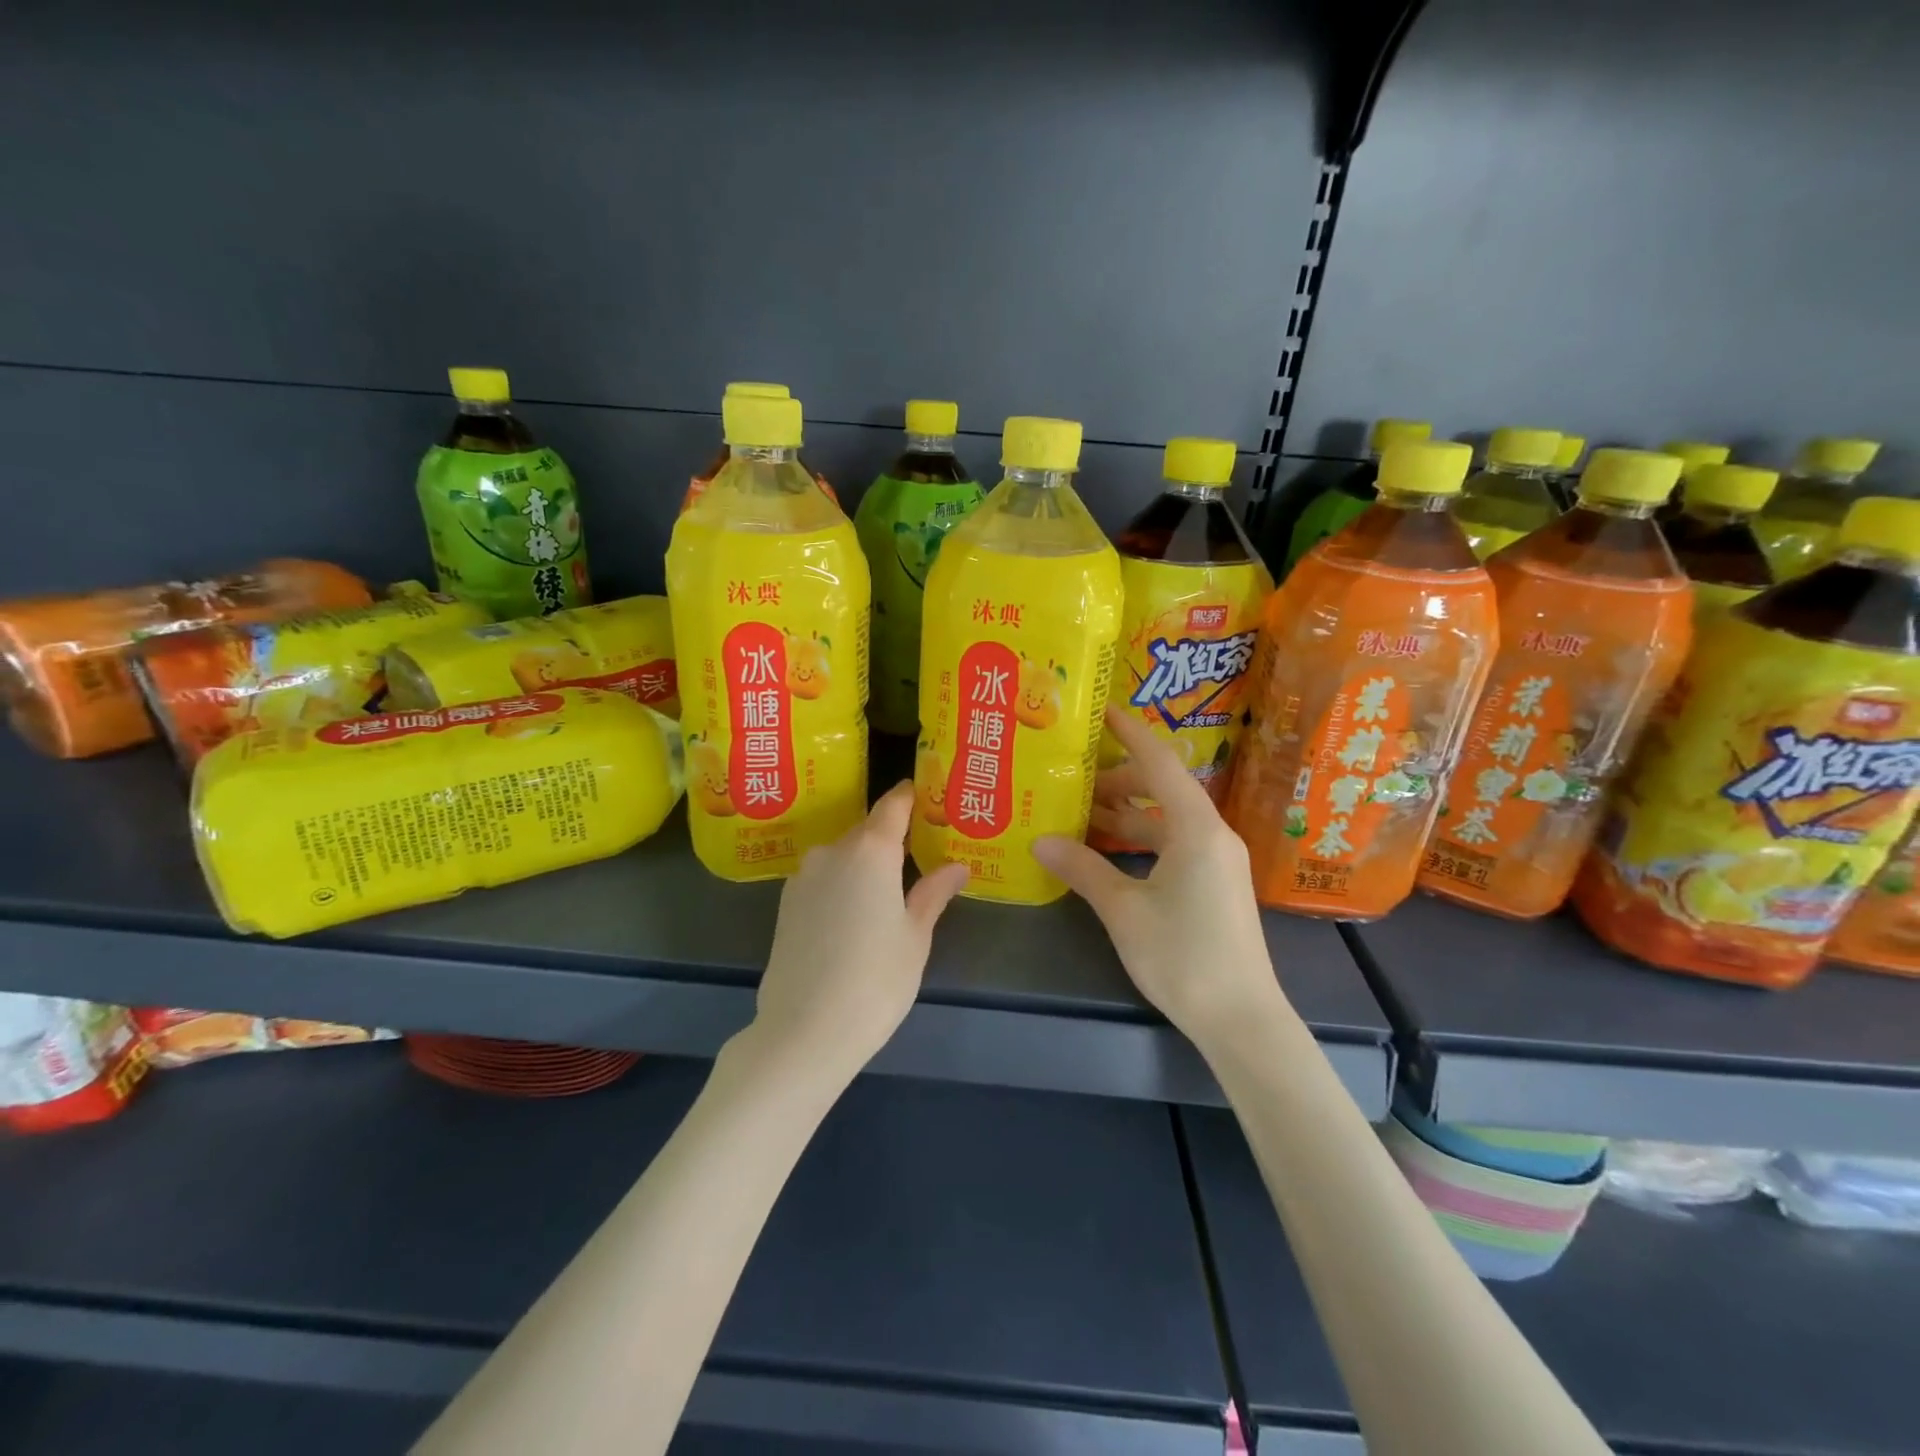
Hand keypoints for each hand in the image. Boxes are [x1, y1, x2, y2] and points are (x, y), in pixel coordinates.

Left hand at [752, 782, 969, 1075]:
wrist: (803, 1031)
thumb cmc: (875, 980)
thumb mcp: (915, 937)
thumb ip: (933, 893)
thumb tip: (956, 866)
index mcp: (870, 851)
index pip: (893, 805)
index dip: (911, 796)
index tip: (929, 793)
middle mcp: (832, 851)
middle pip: (868, 830)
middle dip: (893, 836)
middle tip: (922, 852)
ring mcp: (803, 876)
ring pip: (843, 855)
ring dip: (866, 863)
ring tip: (891, 889)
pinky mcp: (785, 903)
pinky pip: (823, 878)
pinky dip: (843, 883)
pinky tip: (856, 914)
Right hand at [1033, 709, 1287, 1049]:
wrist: (1241, 1019)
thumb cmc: (1184, 956)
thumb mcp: (1124, 910)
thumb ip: (1083, 870)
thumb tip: (1040, 840)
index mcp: (1196, 828)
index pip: (1160, 763)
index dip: (1130, 733)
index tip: (1101, 711)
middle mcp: (1212, 834)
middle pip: (1160, 790)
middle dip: (1116, 781)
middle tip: (1070, 778)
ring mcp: (1216, 861)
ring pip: (1164, 821)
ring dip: (1124, 816)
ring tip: (1076, 814)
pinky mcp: (1213, 885)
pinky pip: (1171, 846)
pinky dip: (1138, 842)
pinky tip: (1104, 853)